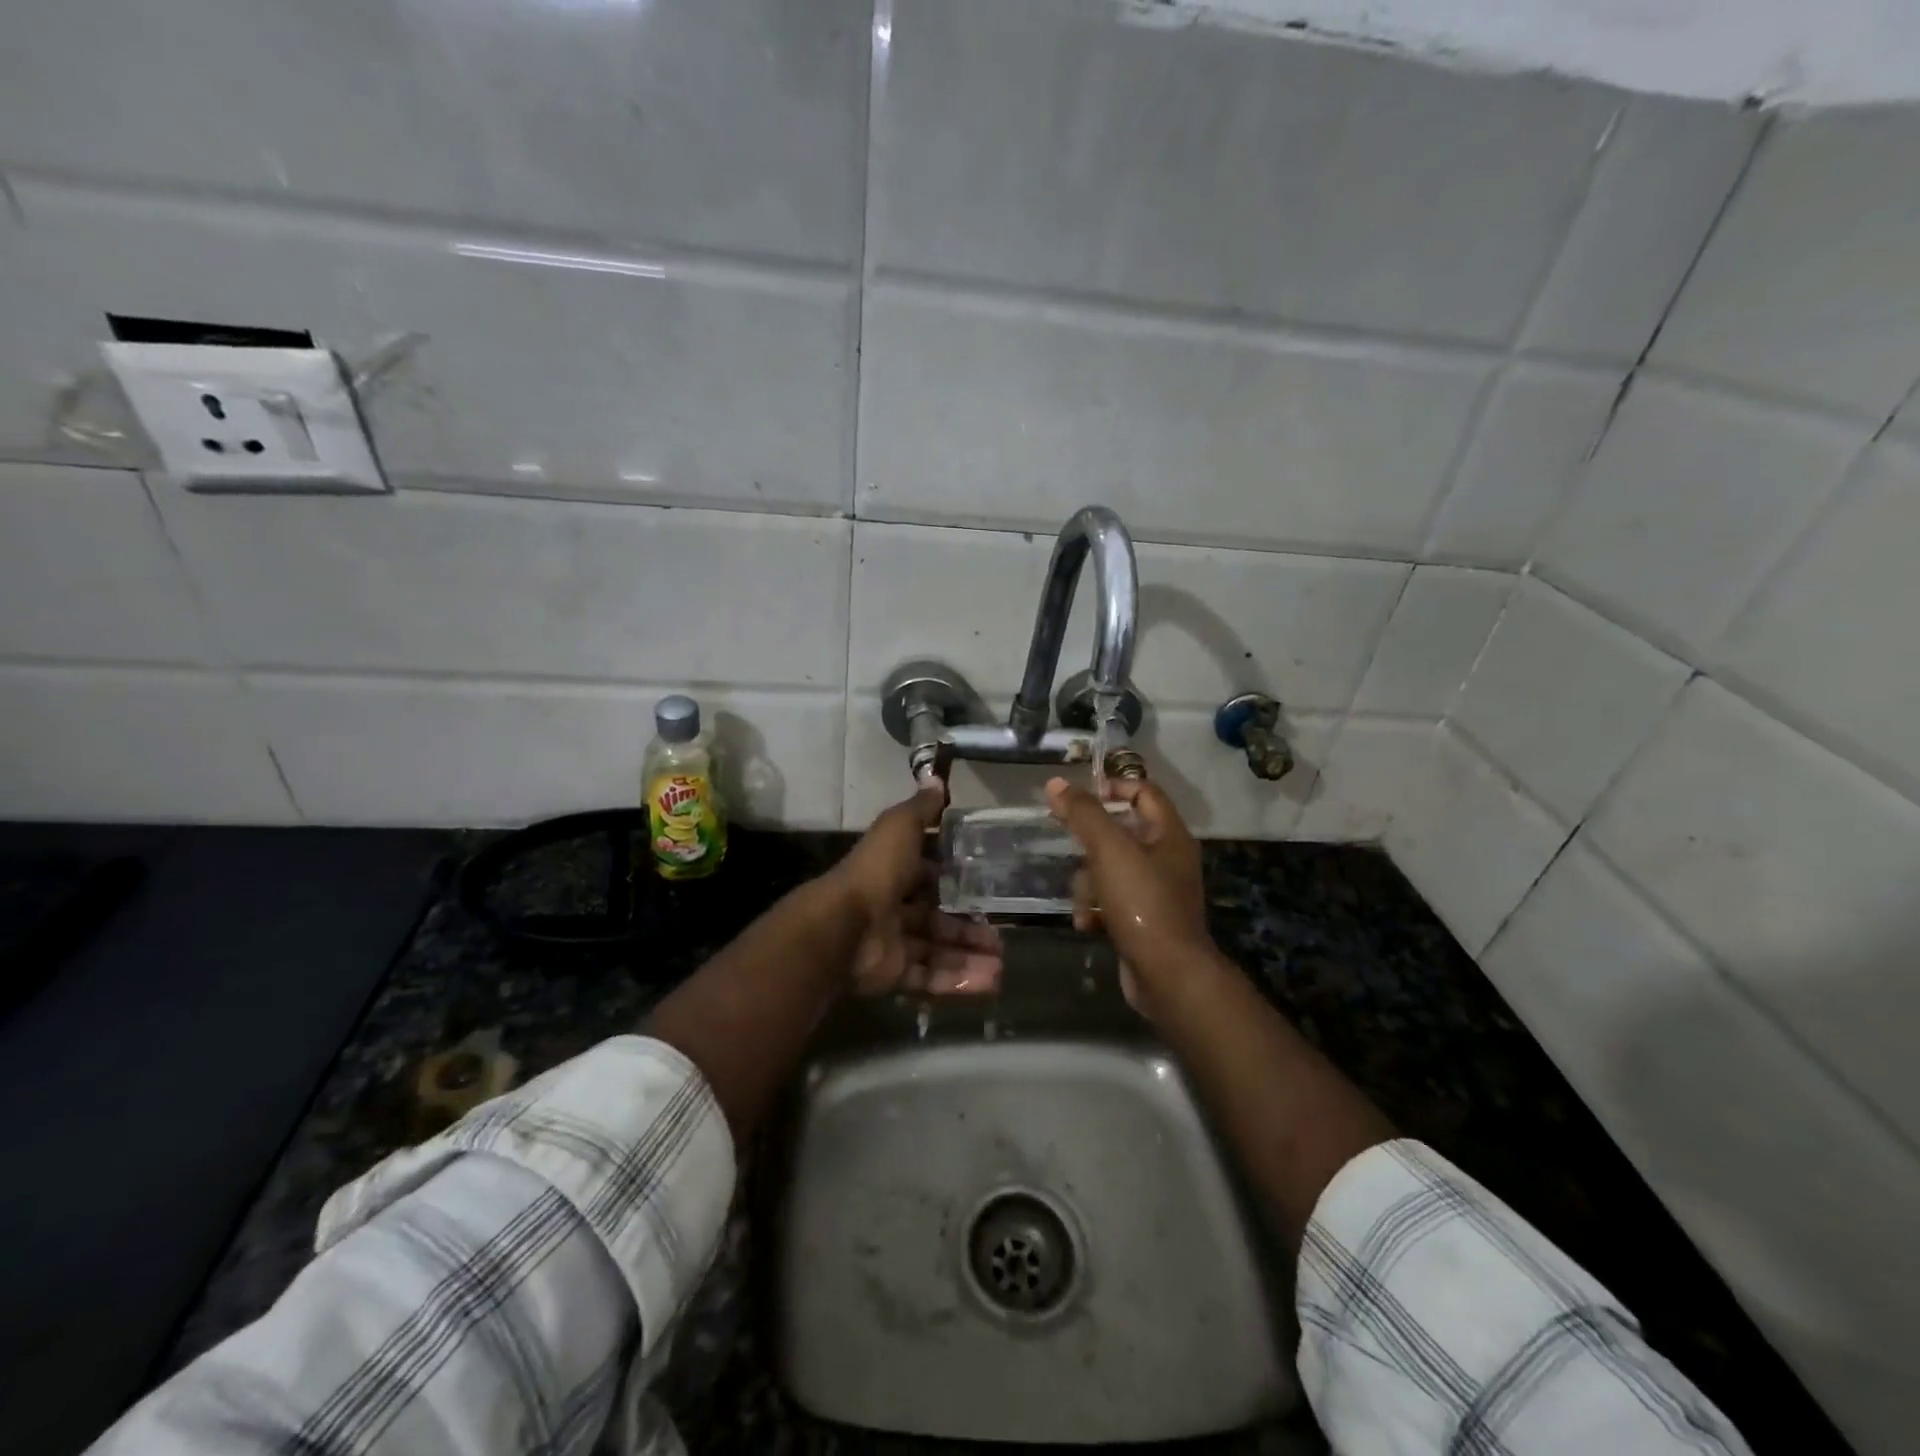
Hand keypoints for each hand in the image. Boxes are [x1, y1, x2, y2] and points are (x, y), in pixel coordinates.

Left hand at [833, 784, 1001, 996]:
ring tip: (1001, 966)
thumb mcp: (898, 828)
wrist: (844, 927)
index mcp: (893, 872)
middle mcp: (892, 908)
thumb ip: (920, 809)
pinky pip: (929, 978)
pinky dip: (958, 981)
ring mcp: (892, 944)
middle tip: (1001, 937)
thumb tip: (936, 777)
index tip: (988, 889)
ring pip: (937, 951)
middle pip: (937, 919)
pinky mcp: (893, 974)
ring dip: (969, 957)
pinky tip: (988, 982)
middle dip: (969, 928)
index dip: (956, 882)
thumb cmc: (875, 872)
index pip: (929, 876)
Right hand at [1046, 776, 1213, 998]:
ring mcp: (1157, 892)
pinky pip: (1112, 902)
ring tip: (1081, 900)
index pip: (1143, 792)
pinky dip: (1096, 909)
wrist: (1168, 975)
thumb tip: (1056, 784)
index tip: (1078, 798)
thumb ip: (1083, 813)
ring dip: (1088, 883)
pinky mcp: (1145, 921)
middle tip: (1068, 846)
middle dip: (1090, 844)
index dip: (1112, 786)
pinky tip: (1085, 922)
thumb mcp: (1109, 849)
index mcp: (1169, 834)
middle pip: (1122, 833)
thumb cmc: (1142, 902)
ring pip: (1111, 871)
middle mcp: (1168, 859)